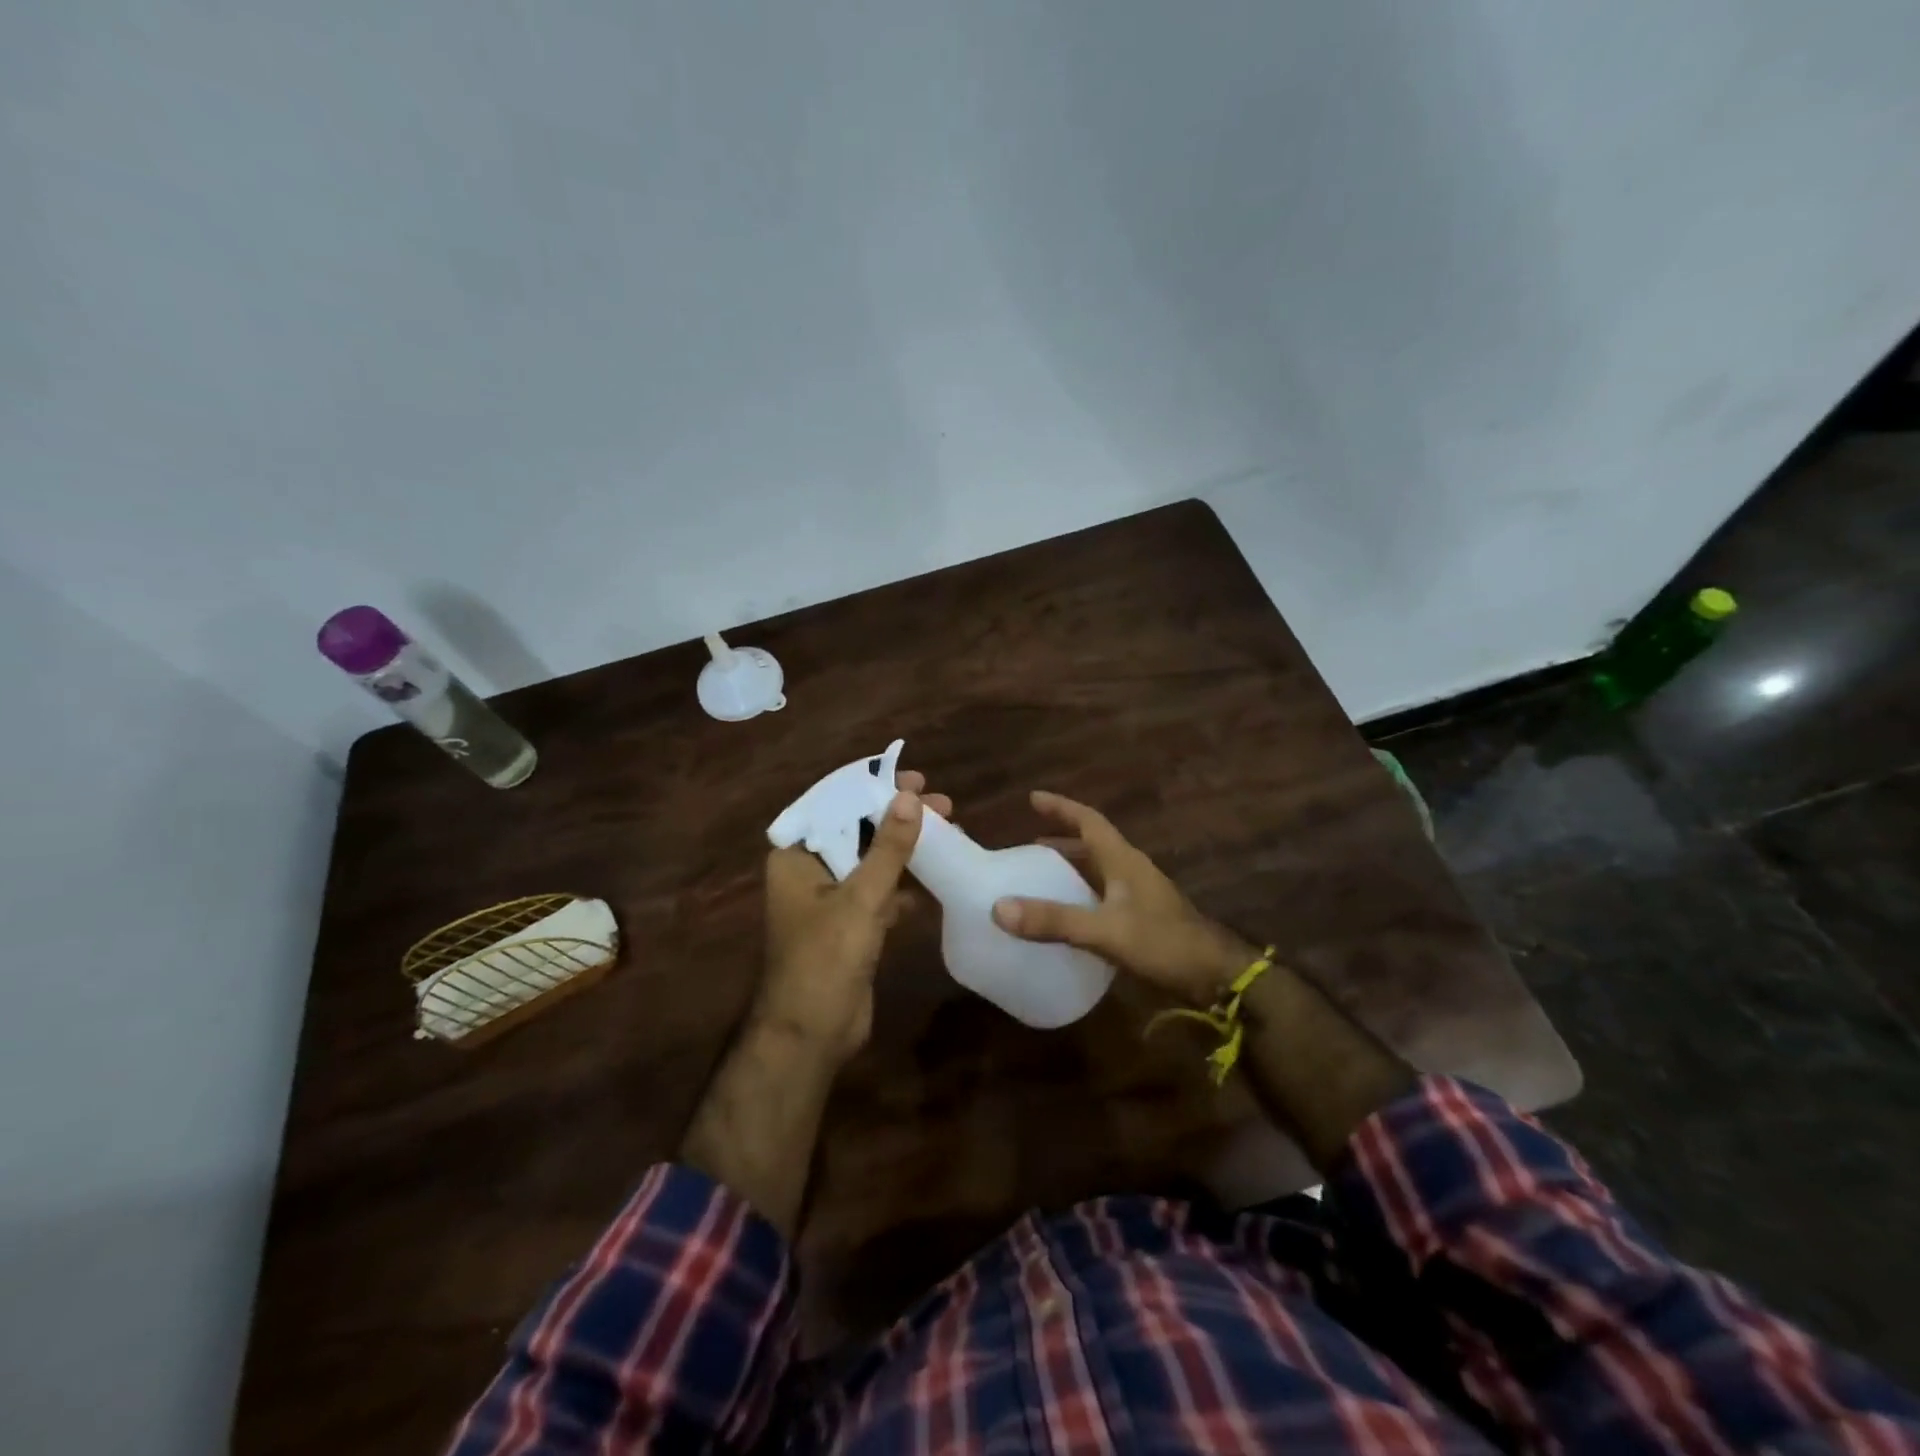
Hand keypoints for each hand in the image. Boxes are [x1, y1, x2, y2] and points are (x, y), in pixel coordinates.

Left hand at [757, 771, 951, 1065]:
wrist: (812, 1035)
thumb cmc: (826, 958)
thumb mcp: (861, 897)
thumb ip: (887, 847)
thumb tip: (909, 797)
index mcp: (796, 858)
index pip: (834, 805)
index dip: (872, 787)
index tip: (912, 777)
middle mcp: (809, 873)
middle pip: (857, 830)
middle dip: (898, 817)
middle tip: (942, 803)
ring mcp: (830, 901)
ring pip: (872, 862)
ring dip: (906, 848)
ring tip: (950, 829)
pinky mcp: (851, 927)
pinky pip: (880, 893)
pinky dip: (905, 883)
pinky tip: (938, 875)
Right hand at [991, 791, 1255, 1005]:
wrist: (1215, 976)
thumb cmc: (1163, 942)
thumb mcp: (1105, 930)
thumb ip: (1055, 920)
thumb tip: (999, 908)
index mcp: (1123, 860)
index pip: (1088, 821)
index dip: (1061, 807)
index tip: (1032, 798)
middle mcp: (1130, 870)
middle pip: (1091, 845)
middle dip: (1060, 841)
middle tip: (1026, 848)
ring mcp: (1139, 895)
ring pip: (1098, 872)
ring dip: (1071, 870)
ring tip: (1040, 879)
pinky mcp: (1142, 919)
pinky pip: (1103, 897)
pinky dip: (1081, 897)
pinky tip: (1068, 917)